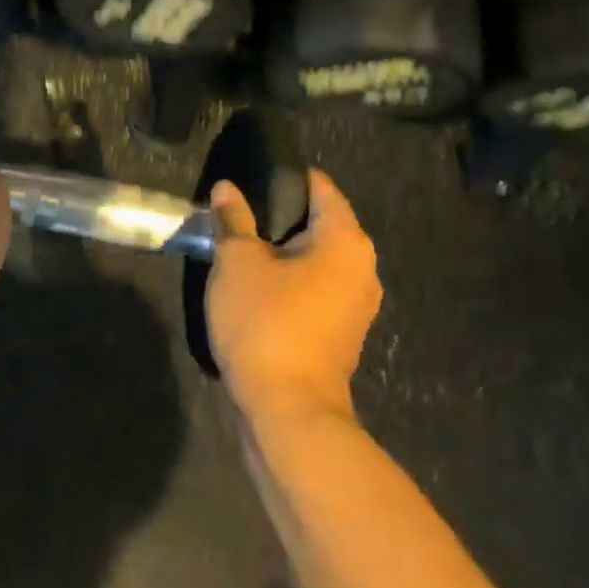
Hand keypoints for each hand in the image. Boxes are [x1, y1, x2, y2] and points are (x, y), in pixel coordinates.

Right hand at [206, 170, 381, 424]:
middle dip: (278, 215)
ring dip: (281, 250)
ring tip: (239, 244)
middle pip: (319, 222)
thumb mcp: (237, 262)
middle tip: (236, 210)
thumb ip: (233, 219)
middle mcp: (362, 267)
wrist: (288, 412)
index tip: (249, 176)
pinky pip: (315, 287)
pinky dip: (289, 279)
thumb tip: (226, 189)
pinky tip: (255, 283)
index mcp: (346, 241)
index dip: (284, 176)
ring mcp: (355, 304)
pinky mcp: (341, 332)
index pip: (320, 187)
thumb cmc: (266, 324)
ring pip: (316, 258)